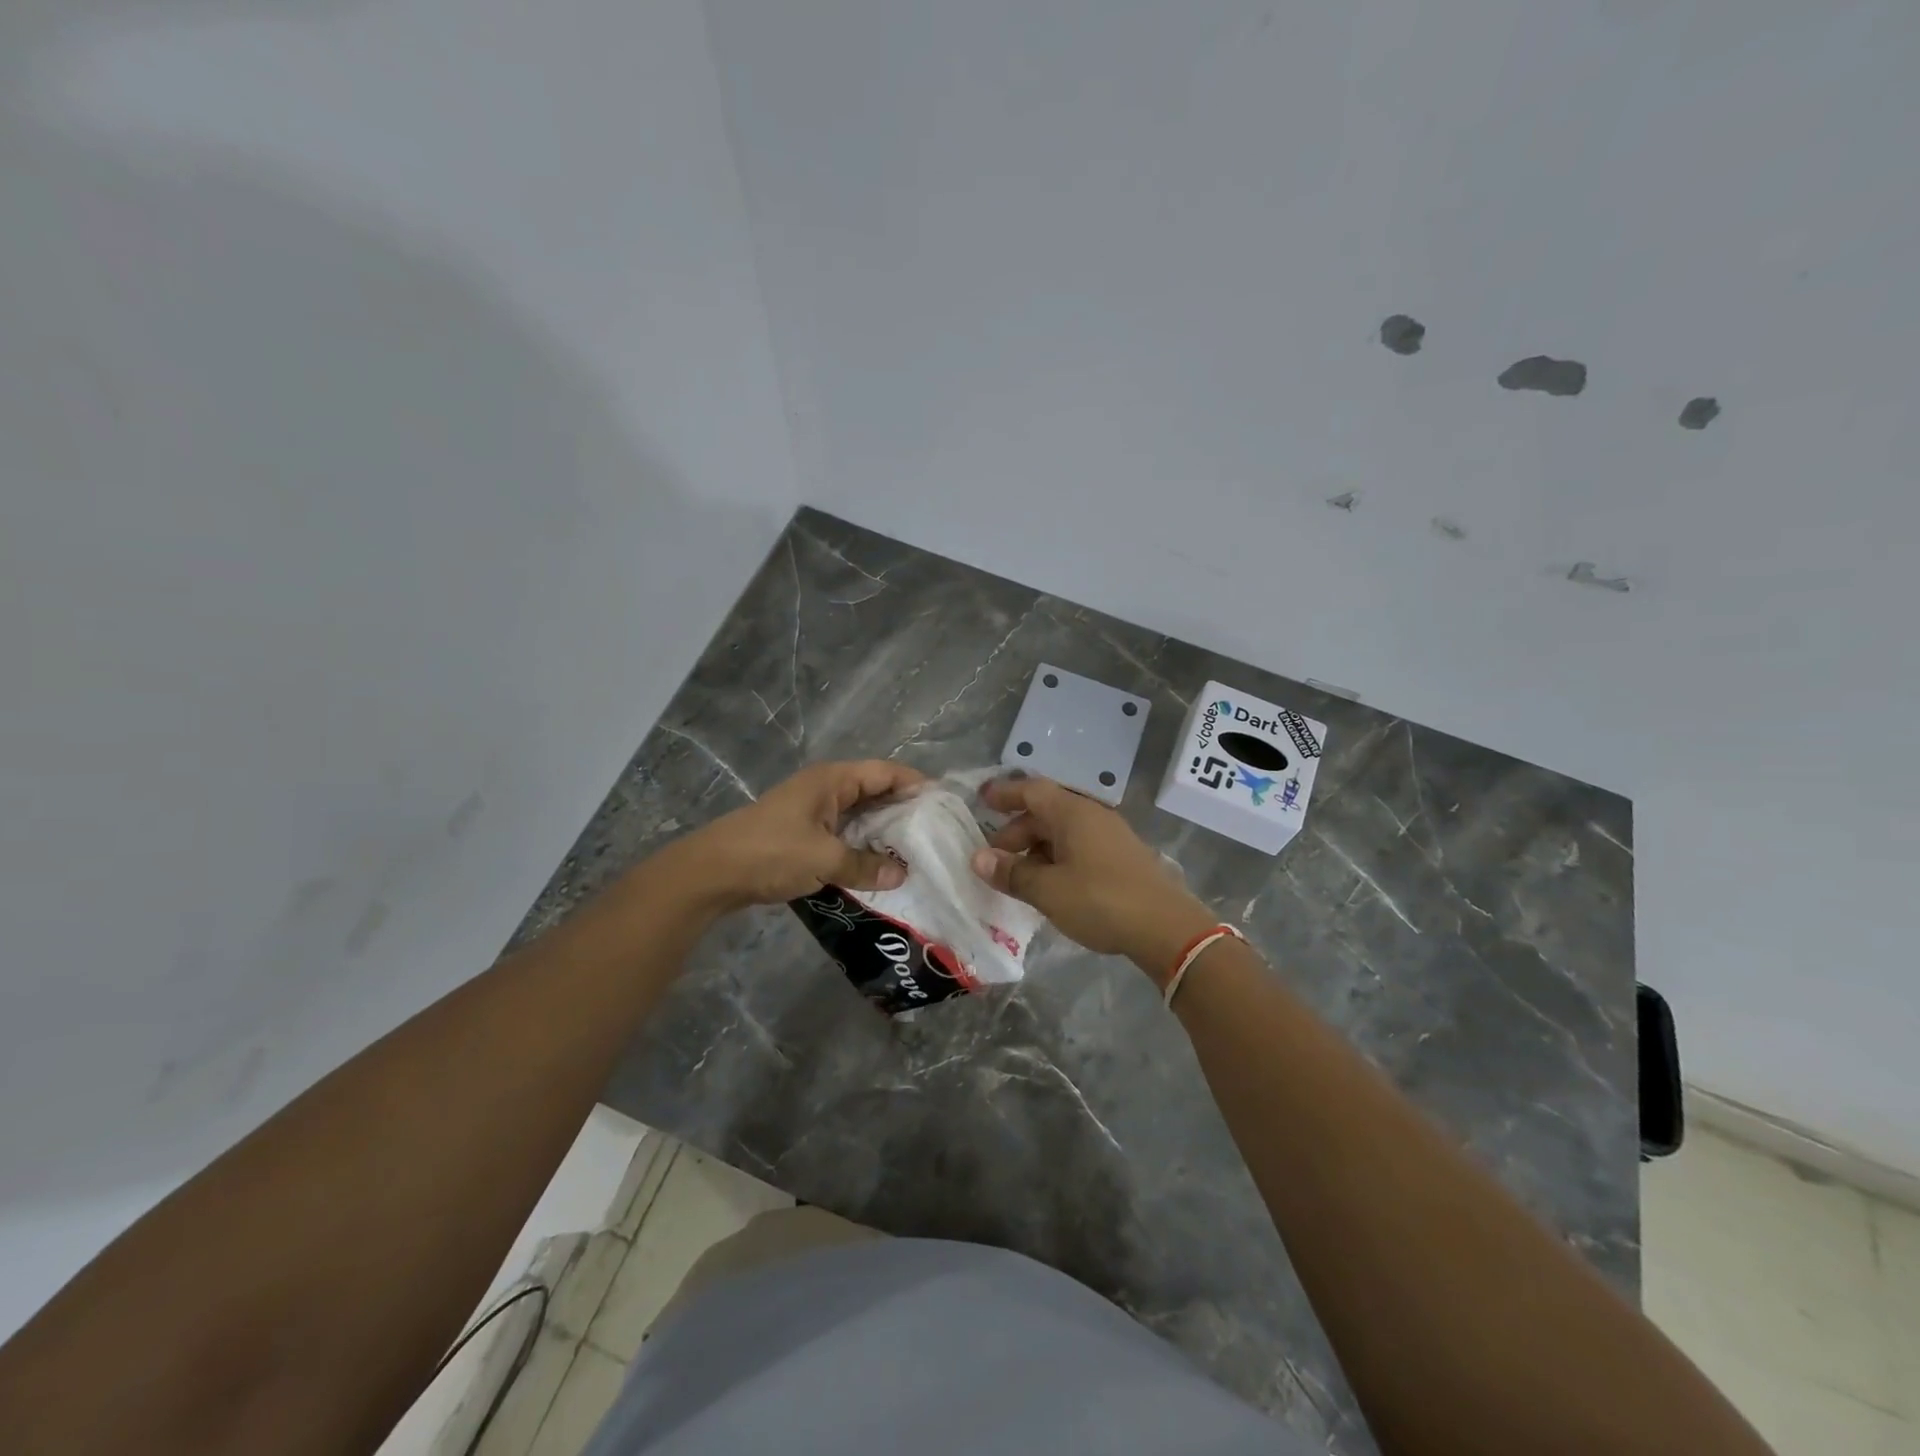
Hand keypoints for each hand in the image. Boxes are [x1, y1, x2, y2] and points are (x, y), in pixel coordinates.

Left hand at [675, 759, 924, 910]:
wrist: (711, 873)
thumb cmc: (771, 853)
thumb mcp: (824, 859)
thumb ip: (866, 865)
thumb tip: (902, 874)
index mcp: (832, 780)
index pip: (886, 771)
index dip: (916, 783)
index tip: (944, 805)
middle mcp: (825, 789)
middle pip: (875, 791)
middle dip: (904, 811)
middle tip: (936, 834)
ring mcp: (813, 811)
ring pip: (860, 816)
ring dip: (883, 833)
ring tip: (915, 853)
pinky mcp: (803, 834)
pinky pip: (844, 834)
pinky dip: (862, 847)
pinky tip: (878, 867)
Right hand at [969, 776, 1215, 979]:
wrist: (1166, 928)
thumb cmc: (1101, 900)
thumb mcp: (1048, 890)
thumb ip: (1012, 873)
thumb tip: (978, 858)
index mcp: (1072, 813)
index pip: (1031, 791)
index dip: (1005, 793)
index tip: (980, 800)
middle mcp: (1091, 816)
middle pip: (1046, 812)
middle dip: (1016, 830)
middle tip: (994, 857)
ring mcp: (1110, 836)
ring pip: (1063, 831)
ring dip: (1036, 847)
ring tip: (1018, 875)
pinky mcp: (1121, 857)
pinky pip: (1079, 846)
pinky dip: (1057, 857)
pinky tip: (1050, 884)